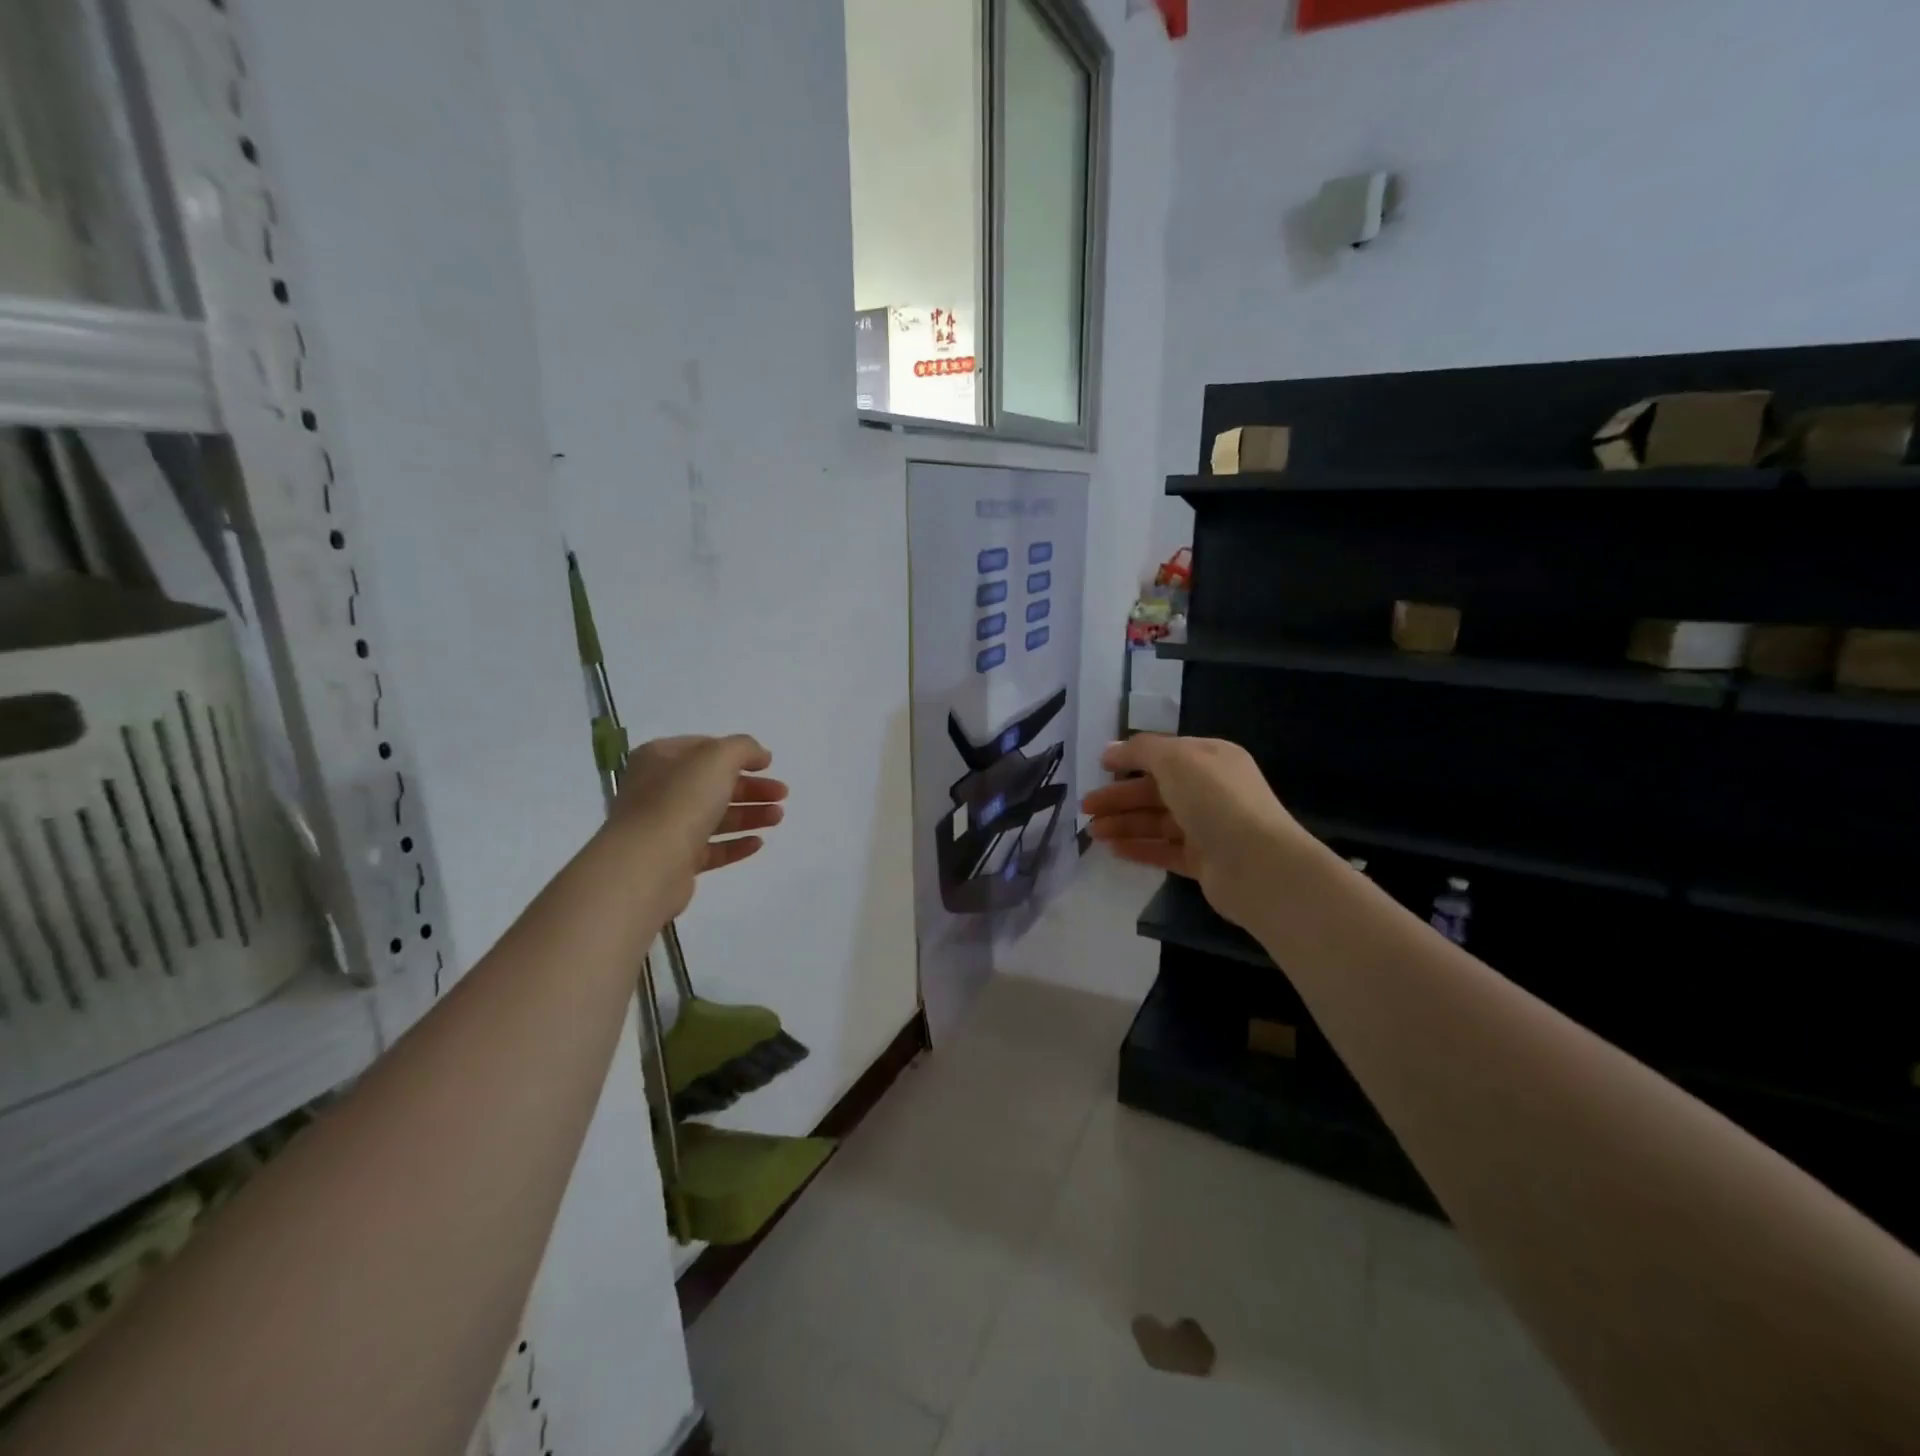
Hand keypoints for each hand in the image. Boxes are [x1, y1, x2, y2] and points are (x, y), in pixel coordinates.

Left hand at [609, 735, 787, 915]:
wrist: (648, 864)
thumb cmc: (681, 800)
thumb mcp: (718, 757)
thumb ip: (744, 748)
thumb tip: (760, 755)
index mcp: (660, 758)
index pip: (704, 748)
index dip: (738, 754)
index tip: (768, 765)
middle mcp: (657, 790)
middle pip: (713, 784)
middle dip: (751, 788)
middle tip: (782, 795)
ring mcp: (664, 827)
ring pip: (714, 816)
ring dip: (749, 814)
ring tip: (778, 817)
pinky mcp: (674, 861)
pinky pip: (710, 849)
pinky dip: (735, 844)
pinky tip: (758, 843)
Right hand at [1081, 734, 1319, 926]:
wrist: (1257, 864)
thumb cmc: (1216, 800)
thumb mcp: (1176, 759)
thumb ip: (1141, 750)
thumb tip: (1112, 750)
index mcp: (1210, 758)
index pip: (1164, 754)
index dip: (1130, 759)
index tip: (1098, 767)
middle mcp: (1211, 790)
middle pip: (1155, 790)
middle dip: (1119, 797)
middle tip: (1085, 807)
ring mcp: (1208, 828)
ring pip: (1157, 822)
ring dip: (1124, 824)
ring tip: (1092, 832)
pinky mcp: (1203, 861)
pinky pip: (1164, 850)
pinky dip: (1139, 848)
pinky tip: (1113, 850)